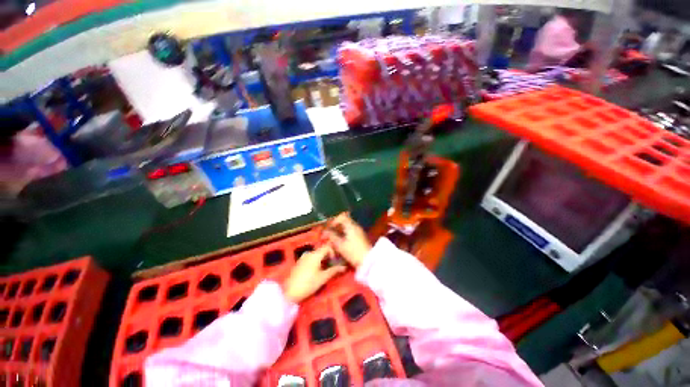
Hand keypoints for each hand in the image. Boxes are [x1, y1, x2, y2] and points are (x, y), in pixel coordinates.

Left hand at [283, 245, 345, 302]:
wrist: (289, 292)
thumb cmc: (308, 284)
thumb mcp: (323, 278)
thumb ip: (334, 270)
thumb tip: (344, 267)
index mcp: (315, 254)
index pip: (327, 246)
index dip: (334, 252)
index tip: (336, 261)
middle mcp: (309, 253)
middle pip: (322, 250)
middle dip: (329, 257)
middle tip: (333, 266)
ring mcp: (303, 257)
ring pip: (317, 254)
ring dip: (323, 260)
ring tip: (325, 270)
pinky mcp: (299, 262)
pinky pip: (311, 258)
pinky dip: (316, 262)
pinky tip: (317, 271)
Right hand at [323, 213, 371, 268]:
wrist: (368, 261)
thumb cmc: (353, 252)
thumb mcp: (340, 245)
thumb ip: (332, 236)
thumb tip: (325, 232)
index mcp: (351, 226)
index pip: (342, 217)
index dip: (334, 221)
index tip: (329, 228)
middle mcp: (356, 226)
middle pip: (344, 222)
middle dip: (336, 227)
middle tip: (329, 234)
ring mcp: (359, 232)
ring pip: (347, 227)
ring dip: (340, 231)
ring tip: (334, 239)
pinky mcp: (361, 237)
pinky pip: (351, 232)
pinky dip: (344, 235)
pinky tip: (341, 242)